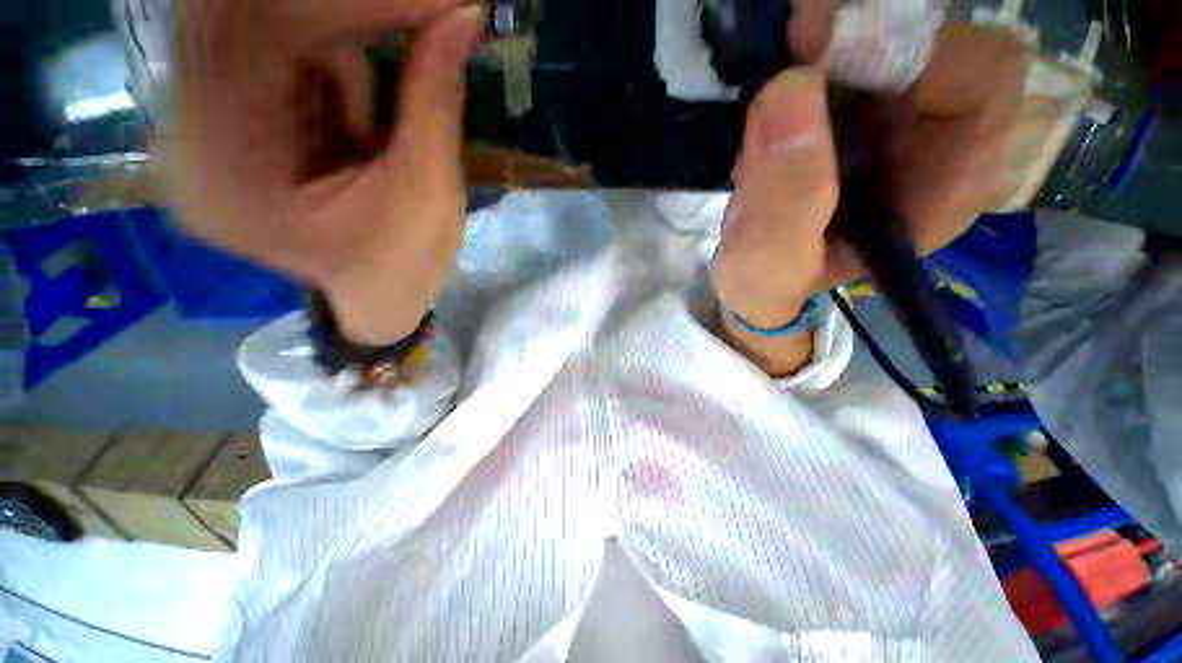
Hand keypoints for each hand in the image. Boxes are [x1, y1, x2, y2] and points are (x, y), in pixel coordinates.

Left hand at [165, 0, 483, 343]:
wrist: (378, 297)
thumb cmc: (400, 269)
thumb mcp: (427, 196)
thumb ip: (434, 102)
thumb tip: (462, 16)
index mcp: (226, 177)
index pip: (255, 36)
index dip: (346, 1)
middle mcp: (187, 137)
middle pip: (236, 13)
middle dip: (344, 6)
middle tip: (426, 10)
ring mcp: (200, 120)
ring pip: (256, 19)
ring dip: (340, 32)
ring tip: (378, 115)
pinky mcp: (228, 110)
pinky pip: (270, 43)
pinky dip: (330, 51)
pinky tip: (361, 113)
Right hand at [711, 20, 1029, 374]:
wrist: (754, 279)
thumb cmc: (768, 283)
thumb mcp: (771, 263)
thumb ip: (785, 202)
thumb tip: (791, 90)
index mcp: (945, 188)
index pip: (982, 75)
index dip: (914, 43)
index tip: (824, 45)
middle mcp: (940, 144)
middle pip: (940, 40)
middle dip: (864, 31)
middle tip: (796, 43)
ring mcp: (899, 123)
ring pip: (892, 39)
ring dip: (829, 45)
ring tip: (775, 90)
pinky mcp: (860, 116)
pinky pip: (850, 56)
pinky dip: (809, 59)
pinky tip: (774, 104)